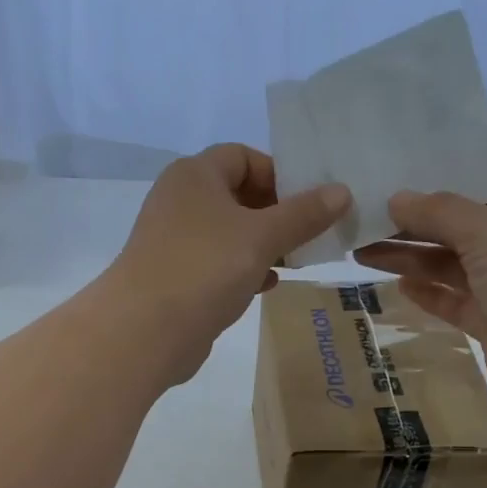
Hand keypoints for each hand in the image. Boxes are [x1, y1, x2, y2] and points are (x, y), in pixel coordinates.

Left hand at [105, 145, 349, 382]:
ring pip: (229, 233)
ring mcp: (174, 242)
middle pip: (237, 195)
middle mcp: (180, 201)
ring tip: (297, 260)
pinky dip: (243, 269)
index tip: (310, 201)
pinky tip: (267, 285)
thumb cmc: (205, 268)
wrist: (145, 331)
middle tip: (311, 233)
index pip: (243, 156)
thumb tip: (341, 192)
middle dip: (277, 213)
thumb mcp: (262, 236)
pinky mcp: (175, 278)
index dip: (279, 174)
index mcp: (195, 175)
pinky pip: (217, 264)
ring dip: (264, 245)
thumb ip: (303, 214)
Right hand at [353, 165, 486, 416]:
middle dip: (415, 221)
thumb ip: (439, 212)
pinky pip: (454, 300)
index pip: (486, 177)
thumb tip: (396, 198)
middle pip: (462, 223)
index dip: (443, 174)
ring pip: (452, 263)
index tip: (396, 171)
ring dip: (411, 257)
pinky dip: (427, 292)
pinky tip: (395, 284)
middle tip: (364, 216)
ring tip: (361, 250)